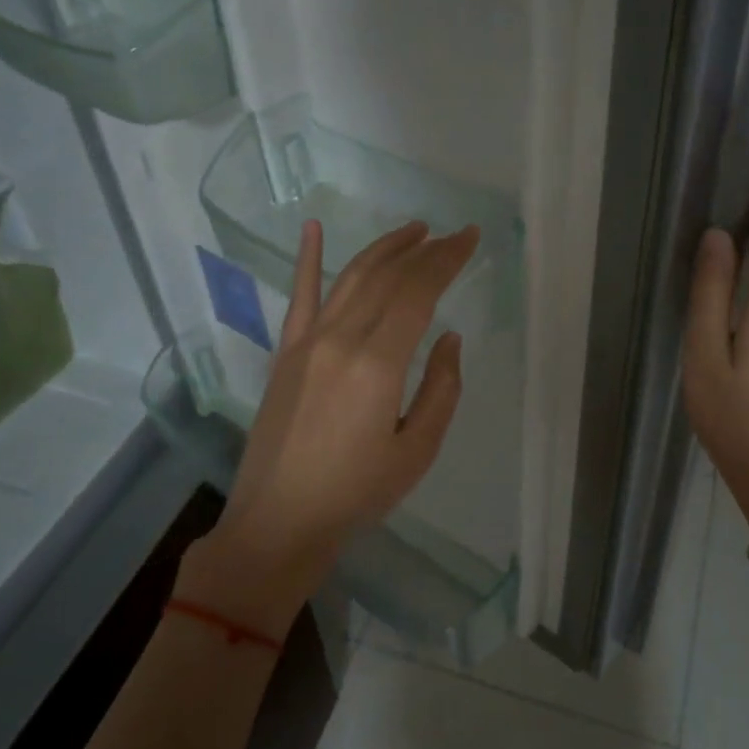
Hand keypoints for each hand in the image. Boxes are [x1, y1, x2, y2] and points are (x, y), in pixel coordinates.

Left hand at [176, 219, 478, 638]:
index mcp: (377, 364)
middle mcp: (339, 340)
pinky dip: (307, 259)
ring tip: (412, 230)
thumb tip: (448, 338)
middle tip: (451, 235)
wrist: (279, 520)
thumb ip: (442, 389)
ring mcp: (306, 342)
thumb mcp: (416, 451)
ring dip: (383, 248)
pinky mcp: (285, 353)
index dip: (446, 260)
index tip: (469, 239)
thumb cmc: (356, 493)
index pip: (417, 292)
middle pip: (387, 278)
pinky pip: (298, 297)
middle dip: (423, 250)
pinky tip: (312, 228)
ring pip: (349, 278)